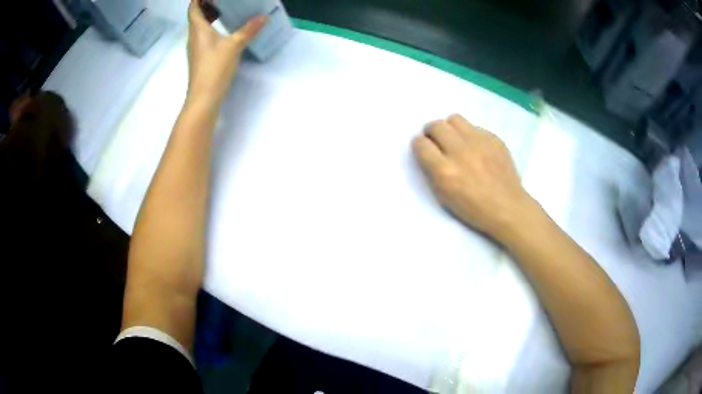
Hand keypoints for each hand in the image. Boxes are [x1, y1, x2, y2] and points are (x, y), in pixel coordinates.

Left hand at [186, 1, 265, 105]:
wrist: (204, 98)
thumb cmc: (214, 68)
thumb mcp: (234, 46)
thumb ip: (249, 30)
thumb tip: (263, 16)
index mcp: (198, 30)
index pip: (193, 8)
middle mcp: (194, 37)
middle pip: (196, 16)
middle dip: (205, 5)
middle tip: (221, 0)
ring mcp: (196, 48)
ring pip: (199, 26)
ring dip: (208, 17)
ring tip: (224, 10)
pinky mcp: (200, 57)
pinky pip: (203, 36)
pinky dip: (210, 28)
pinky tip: (223, 30)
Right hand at [412, 114, 534, 239]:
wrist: (507, 207)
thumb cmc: (473, 208)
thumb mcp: (444, 196)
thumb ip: (432, 171)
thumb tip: (429, 152)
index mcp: (444, 171)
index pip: (421, 143)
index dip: (420, 146)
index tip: (425, 150)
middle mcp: (460, 151)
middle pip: (435, 126)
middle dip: (432, 133)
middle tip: (438, 142)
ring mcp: (479, 142)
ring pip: (454, 119)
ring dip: (450, 128)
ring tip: (456, 140)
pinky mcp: (493, 138)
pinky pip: (474, 126)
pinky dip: (470, 134)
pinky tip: (476, 148)